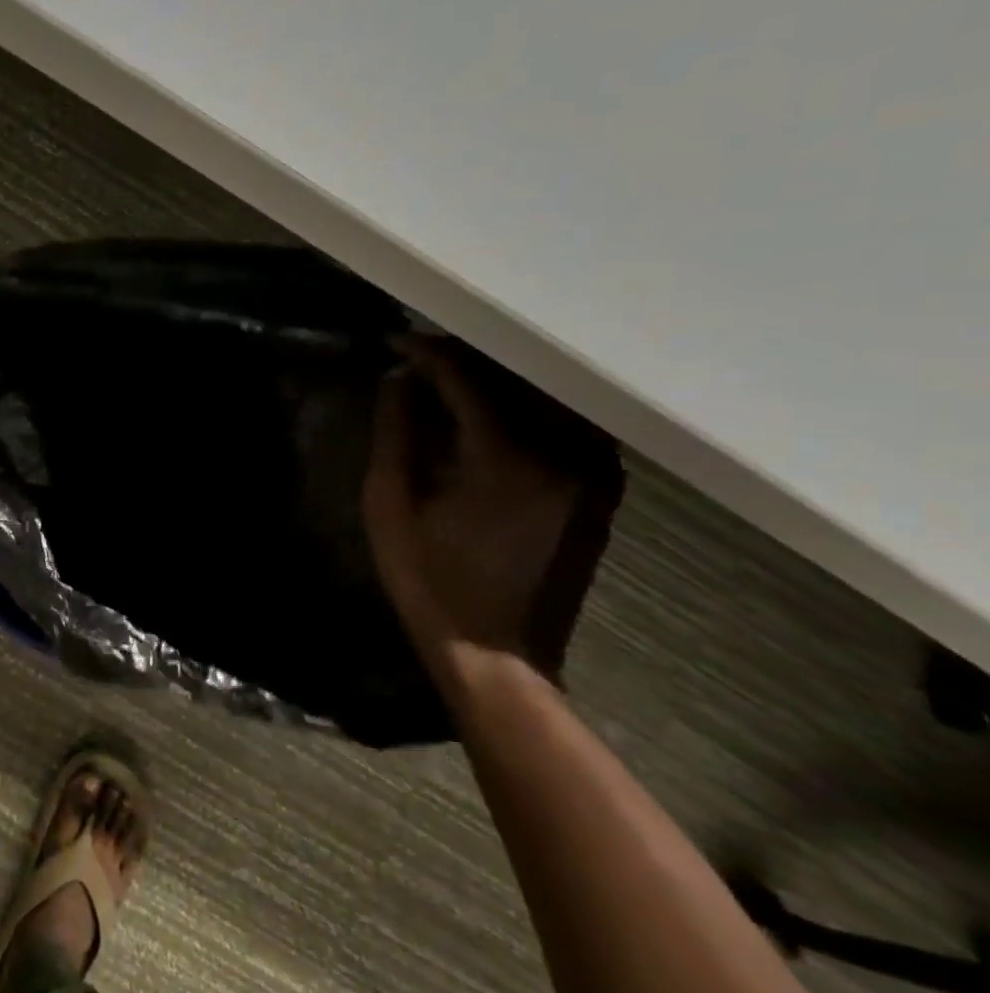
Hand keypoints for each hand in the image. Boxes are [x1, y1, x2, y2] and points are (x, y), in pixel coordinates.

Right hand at [362, 335, 580, 674]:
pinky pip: (567, 425)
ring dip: (500, 380)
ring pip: (545, 398)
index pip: (466, 377)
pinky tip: (497, 409)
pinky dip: (530, 407)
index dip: (428, 352)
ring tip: (454, 375)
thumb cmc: (428, 579)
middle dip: (464, 358)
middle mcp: (561, 453)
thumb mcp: (389, 505)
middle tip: (422, 352)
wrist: (496, 651)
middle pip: (514, 378)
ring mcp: (592, 472)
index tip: (397, 341)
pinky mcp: (602, 490)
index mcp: (503, 456)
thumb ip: (395, 433)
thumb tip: (399, 378)